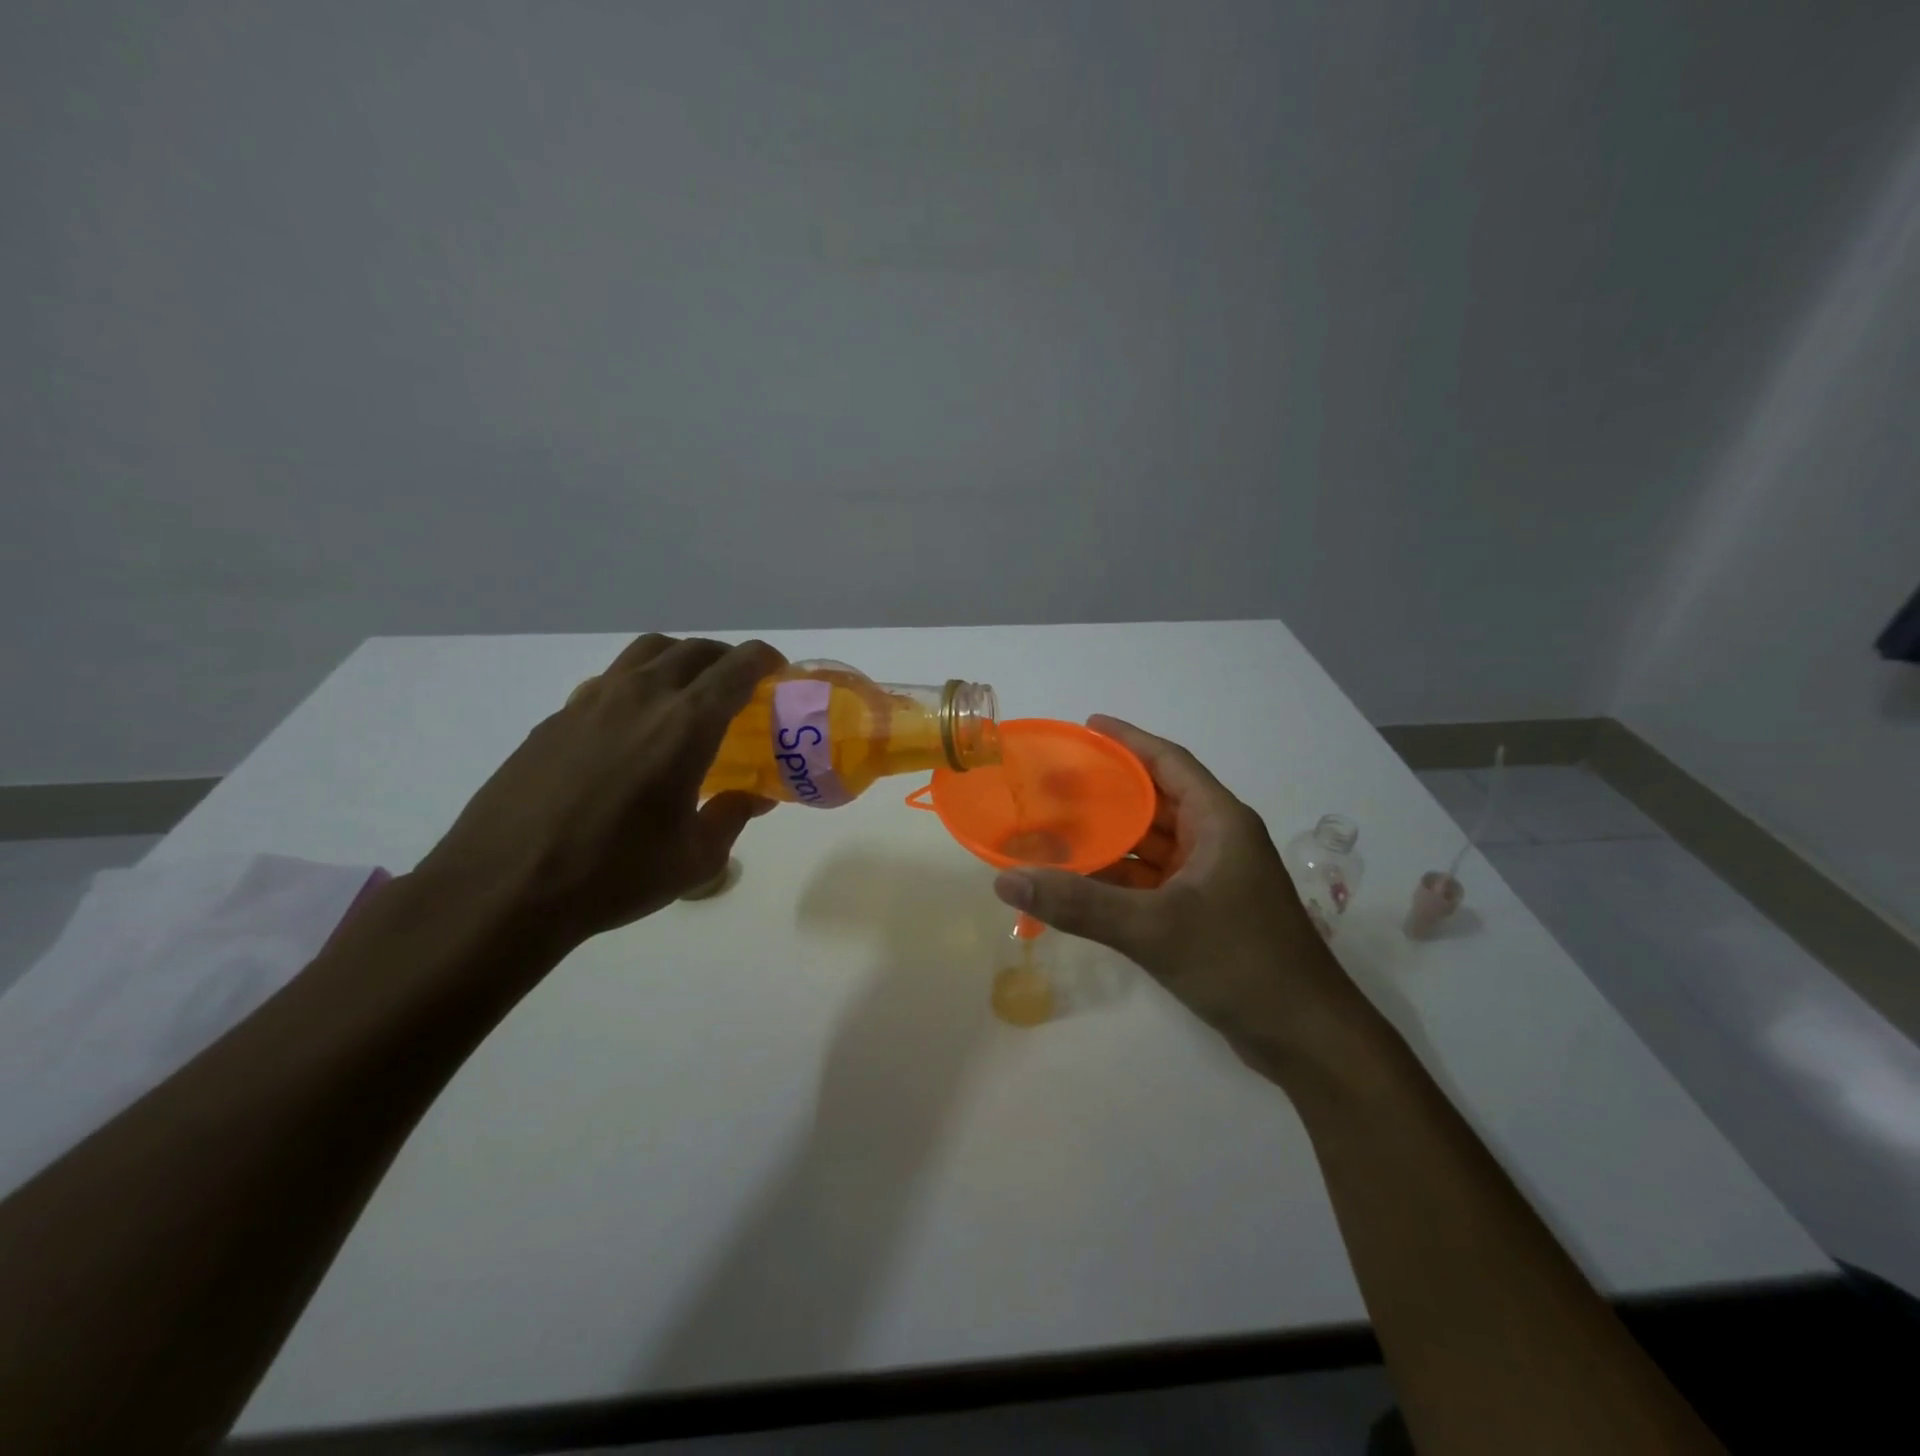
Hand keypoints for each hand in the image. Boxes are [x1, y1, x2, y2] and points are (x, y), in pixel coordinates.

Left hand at [413, 634, 783, 953]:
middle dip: (726, 658)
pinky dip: (637, 686)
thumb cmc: (614, 874)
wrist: (504, 888)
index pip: (736, 668)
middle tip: (740, 685)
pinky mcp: (555, 718)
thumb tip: (752, 798)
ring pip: (647, 653)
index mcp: (684, 725)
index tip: (778, 670)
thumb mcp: (695, 859)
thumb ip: (731, 817)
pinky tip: (633, 729)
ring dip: (680, 660)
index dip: (764, 660)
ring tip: (688, 695)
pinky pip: (609, 681)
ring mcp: (591, 702)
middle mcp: (640, 697)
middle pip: (693, 650)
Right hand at [992, 716, 1362, 1071]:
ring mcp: (1213, 879)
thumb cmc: (1239, 962)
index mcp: (1220, 822)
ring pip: (1153, 844)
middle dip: (1108, 791)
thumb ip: (1079, 904)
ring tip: (1056, 827)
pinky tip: (1081, 881)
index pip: (1169, 762)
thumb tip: (1008, 882)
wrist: (1305, 1038)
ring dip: (1111, 837)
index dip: (1128, 741)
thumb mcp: (1154, 929)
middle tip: (1054, 783)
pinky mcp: (1206, 912)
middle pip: (1156, 801)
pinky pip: (1153, 880)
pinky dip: (1120, 877)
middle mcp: (1218, 840)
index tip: (1086, 727)